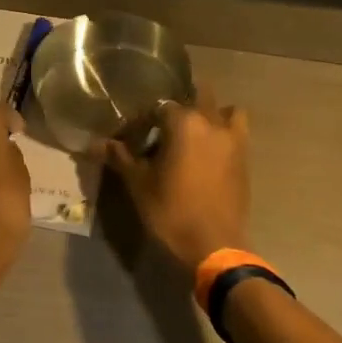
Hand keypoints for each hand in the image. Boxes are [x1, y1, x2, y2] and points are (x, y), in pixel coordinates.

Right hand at [101, 89, 250, 274]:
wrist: (214, 246)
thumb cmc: (171, 211)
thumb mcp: (139, 184)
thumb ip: (120, 158)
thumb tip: (97, 144)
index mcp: (184, 123)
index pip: (158, 107)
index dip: (143, 120)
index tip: (132, 136)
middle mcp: (212, 122)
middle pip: (196, 96)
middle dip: (178, 107)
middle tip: (161, 129)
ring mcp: (233, 139)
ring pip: (224, 110)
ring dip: (209, 114)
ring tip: (193, 133)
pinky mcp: (245, 158)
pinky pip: (236, 132)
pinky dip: (224, 132)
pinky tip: (208, 152)